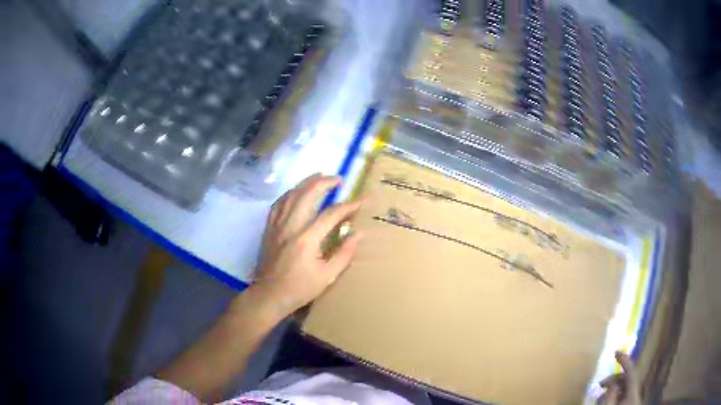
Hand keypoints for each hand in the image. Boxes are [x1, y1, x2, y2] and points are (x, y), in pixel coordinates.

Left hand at [251, 174, 363, 318]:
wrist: (269, 295)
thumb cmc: (300, 288)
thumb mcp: (327, 276)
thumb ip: (344, 253)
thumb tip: (359, 233)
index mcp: (307, 238)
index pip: (331, 214)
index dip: (348, 205)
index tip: (361, 200)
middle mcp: (291, 226)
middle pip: (307, 194)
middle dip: (324, 182)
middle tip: (337, 179)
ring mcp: (277, 225)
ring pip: (291, 195)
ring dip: (306, 183)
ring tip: (319, 176)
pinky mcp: (269, 228)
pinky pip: (278, 204)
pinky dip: (289, 193)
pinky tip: (295, 191)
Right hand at [597, 351, 641, 404]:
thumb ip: (610, 395)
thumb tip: (611, 382)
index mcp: (633, 393)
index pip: (631, 372)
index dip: (624, 360)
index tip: (615, 352)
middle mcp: (634, 394)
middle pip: (625, 380)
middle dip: (612, 380)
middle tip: (599, 384)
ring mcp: (631, 400)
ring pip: (622, 389)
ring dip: (610, 391)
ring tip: (599, 399)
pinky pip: (620, 397)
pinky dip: (612, 397)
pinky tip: (603, 402)